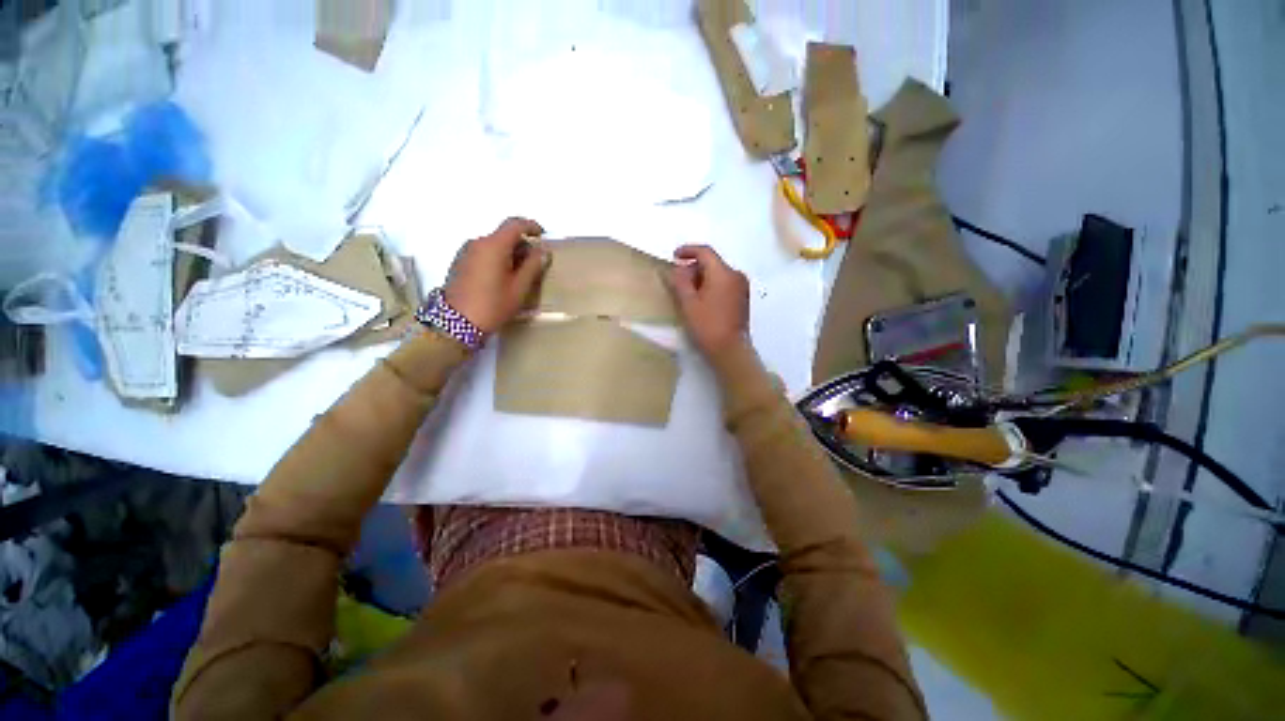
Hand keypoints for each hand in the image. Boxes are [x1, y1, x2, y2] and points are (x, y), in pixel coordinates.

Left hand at [444, 217, 546, 332]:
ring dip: (509, 252)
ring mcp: (466, 252)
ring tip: (519, 274)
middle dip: (521, 244)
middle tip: (535, 262)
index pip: (514, 224)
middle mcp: (477, 243)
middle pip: (503, 234)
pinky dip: (496, 258)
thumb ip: (533, 266)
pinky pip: (483, 253)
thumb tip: (543, 251)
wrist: (457, 323)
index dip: (531, 226)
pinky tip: (502, 278)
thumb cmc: (493, 305)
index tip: (542, 235)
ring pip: (493, 244)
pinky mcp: (460, 262)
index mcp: (493, 245)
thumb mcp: (519, 288)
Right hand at [668, 245, 749, 356]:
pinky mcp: (743, 298)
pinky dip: (711, 285)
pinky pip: (725, 283)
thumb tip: (676, 269)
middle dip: (694, 267)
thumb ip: (680, 282)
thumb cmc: (707, 326)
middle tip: (678, 280)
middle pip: (712, 262)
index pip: (705, 252)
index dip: (688, 250)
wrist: (730, 350)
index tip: (674, 256)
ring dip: (702, 277)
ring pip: (718, 273)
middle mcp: (736, 275)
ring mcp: (742, 287)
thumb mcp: (688, 304)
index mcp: (723, 273)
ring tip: (688, 292)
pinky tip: (702, 299)